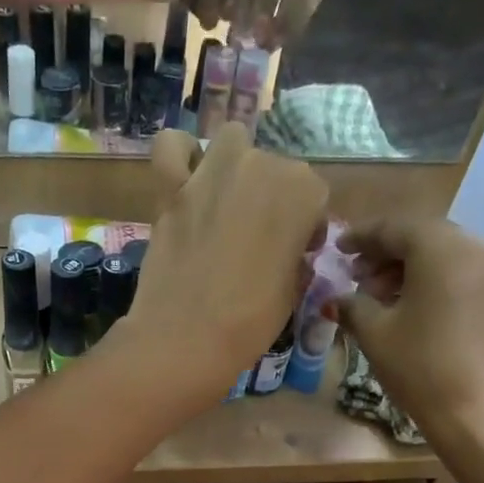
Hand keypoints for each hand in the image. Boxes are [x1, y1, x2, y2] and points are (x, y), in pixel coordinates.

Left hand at [110, 125, 326, 405]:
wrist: (186, 340)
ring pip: (231, 143)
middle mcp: (261, 166)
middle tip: (255, 242)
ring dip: (233, 165)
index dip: (304, 227)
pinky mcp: (171, 187)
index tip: (293, 254)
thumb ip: (294, 257)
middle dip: (269, 200)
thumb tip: (287, 251)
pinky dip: (179, 155)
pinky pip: (171, 146)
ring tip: (225, 203)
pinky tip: (184, 178)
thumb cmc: (250, 324)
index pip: (312, 195)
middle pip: (272, 168)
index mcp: (302, 191)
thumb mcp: (293, 293)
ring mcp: (212, 171)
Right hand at [332, 218, 483, 449]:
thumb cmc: (421, 365)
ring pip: (440, 255)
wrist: (479, 409)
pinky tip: (406, 309)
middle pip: (420, 237)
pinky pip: (455, 274)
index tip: (338, 249)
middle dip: (385, 254)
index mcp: (439, 246)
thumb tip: (338, 298)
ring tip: (377, 299)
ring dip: (406, 270)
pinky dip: (428, 282)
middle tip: (356, 278)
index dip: (361, 237)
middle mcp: (472, 246)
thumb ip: (353, 306)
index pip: (393, 228)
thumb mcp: (375, 334)